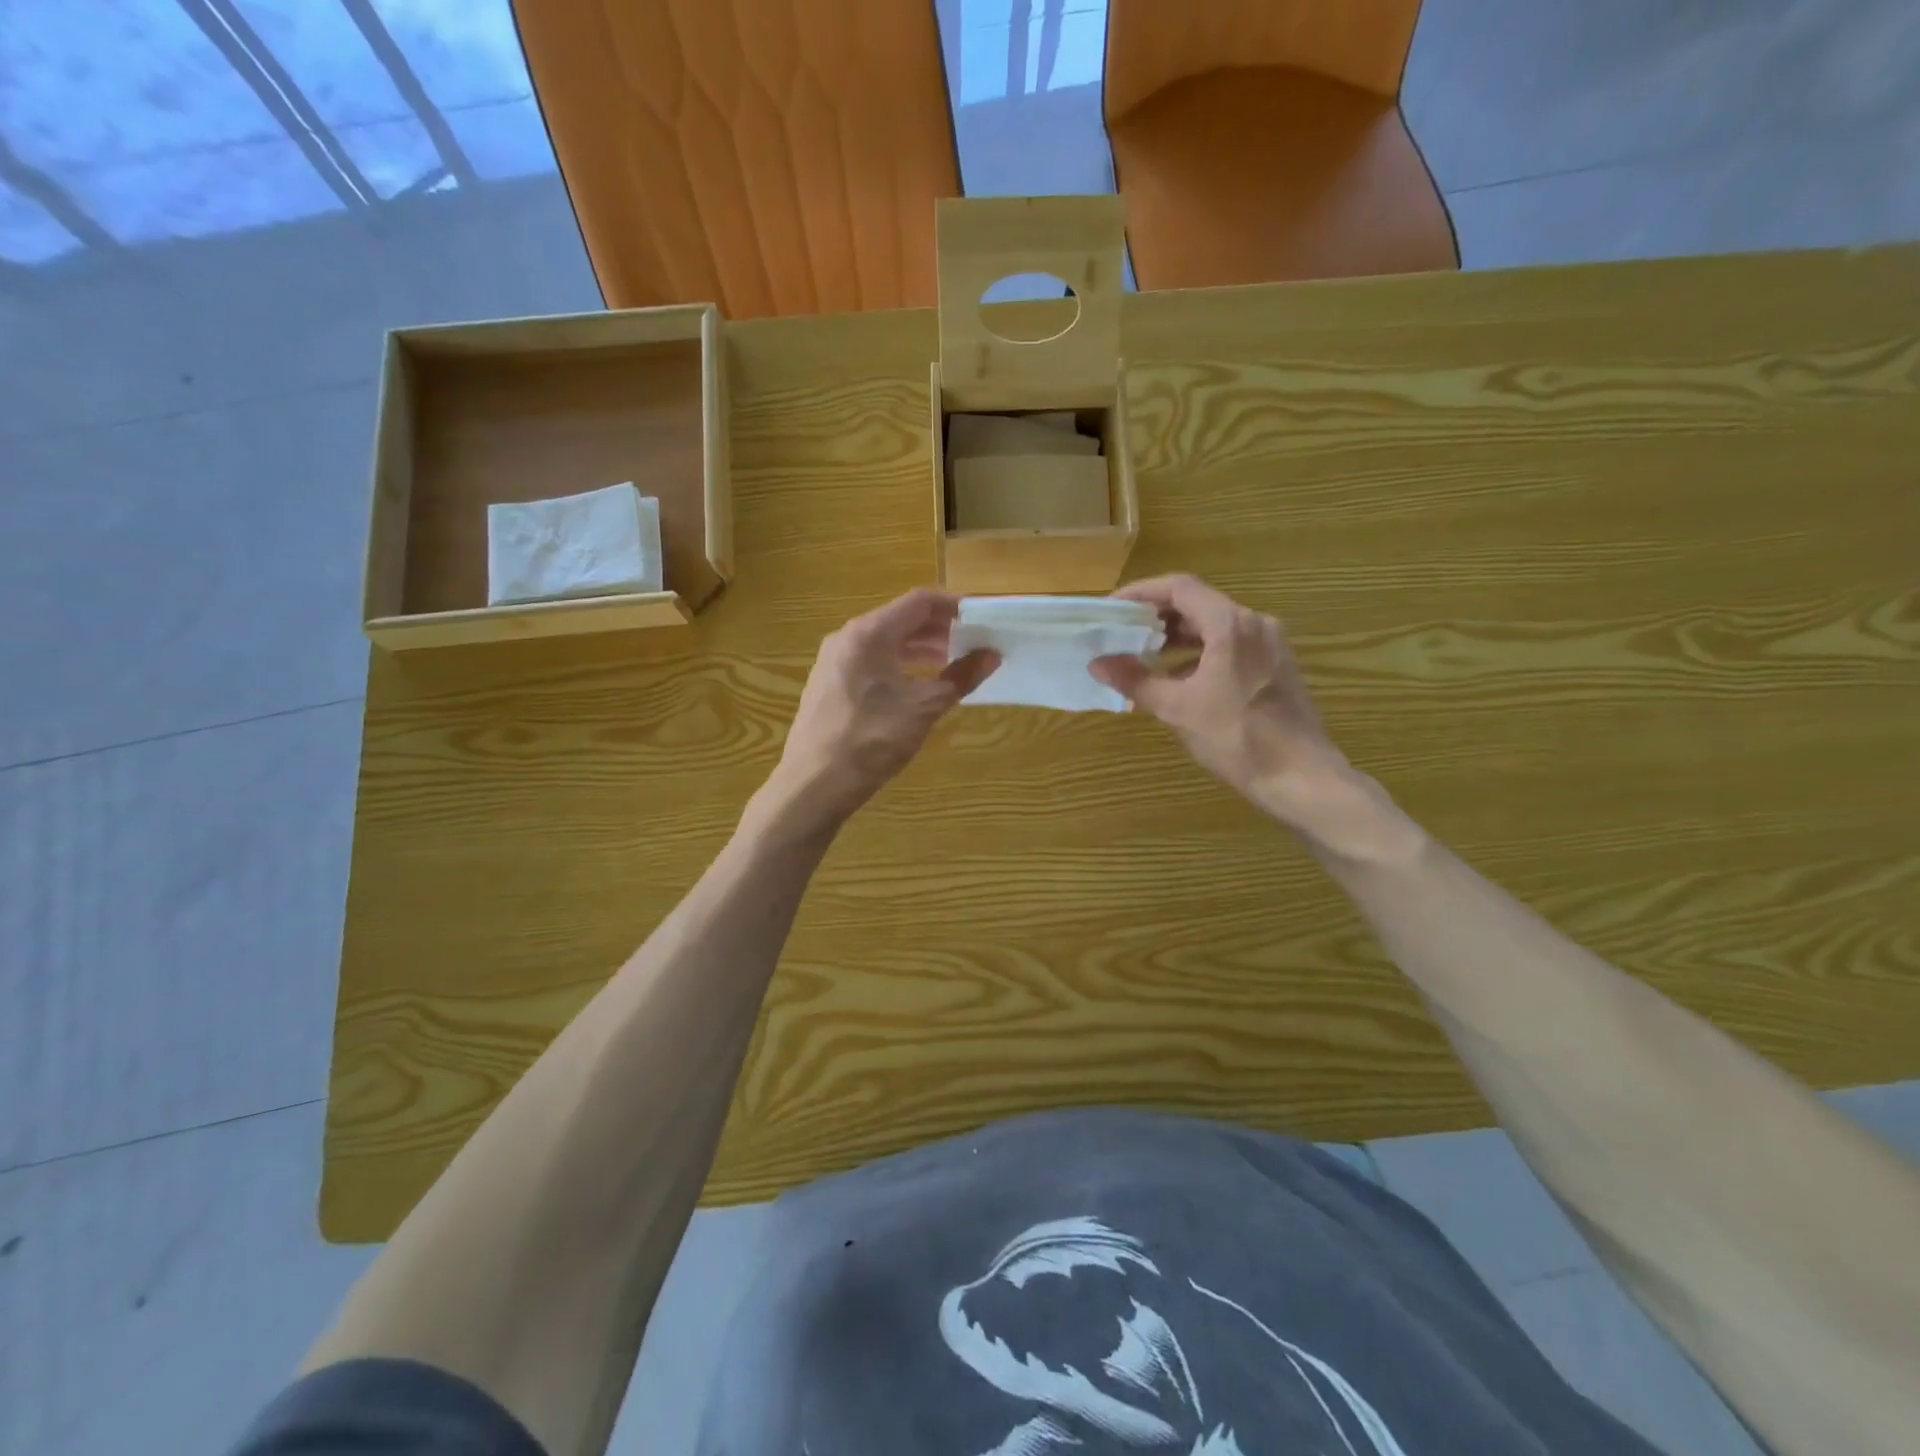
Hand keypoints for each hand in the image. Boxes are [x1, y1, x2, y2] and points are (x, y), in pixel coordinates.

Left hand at [768, 589, 998, 828]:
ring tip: (949, 665)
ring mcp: (833, 661)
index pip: (919, 601)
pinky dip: (897, 665)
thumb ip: (960, 677)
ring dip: (919, 649)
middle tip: (971, 644)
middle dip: (938, 629)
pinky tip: (915, 687)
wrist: (813, 784)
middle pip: (900, 619)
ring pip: (884, 642)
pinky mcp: (828, 684)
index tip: (981, 620)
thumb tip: (991, 655)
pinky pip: (870, 661)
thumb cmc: (872, 740)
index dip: (954, 606)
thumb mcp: (924, 708)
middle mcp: (847, 638)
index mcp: (869, 633)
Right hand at [1090, 575, 1352, 830]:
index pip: (1179, 588)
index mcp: (1231, 625)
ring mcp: (1270, 644)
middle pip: (1198, 603)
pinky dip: (1200, 652)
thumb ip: (1135, 681)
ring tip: (1143, 655)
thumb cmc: (1237, 738)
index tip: (1112, 608)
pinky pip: (1231, 645)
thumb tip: (1098, 664)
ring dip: (1178, 636)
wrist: (1300, 777)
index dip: (1141, 592)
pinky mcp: (1276, 665)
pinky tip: (1179, 678)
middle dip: (1156, 616)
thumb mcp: (1177, 709)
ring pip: (1215, 625)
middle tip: (1122, 632)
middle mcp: (1254, 624)